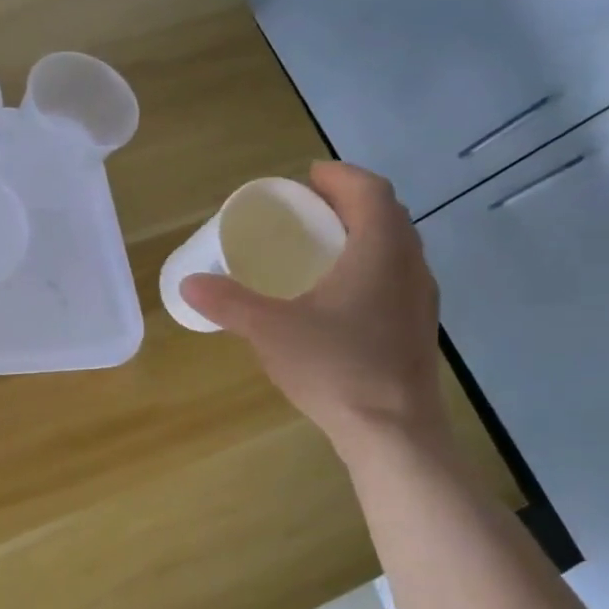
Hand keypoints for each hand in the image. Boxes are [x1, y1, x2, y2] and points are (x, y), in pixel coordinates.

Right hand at [180, 162, 449, 455]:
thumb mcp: (270, 330)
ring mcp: (419, 299)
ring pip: (395, 248)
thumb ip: (228, 303)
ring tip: (319, 247)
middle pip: (386, 215)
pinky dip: (367, 266)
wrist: (393, 432)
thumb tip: (188, 283)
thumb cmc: (335, 368)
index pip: (370, 191)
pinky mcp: (417, 328)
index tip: (306, 177)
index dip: (340, 176)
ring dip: (361, 235)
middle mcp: (409, 266)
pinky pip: (394, 277)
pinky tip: (337, 295)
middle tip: (306, 209)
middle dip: (347, 203)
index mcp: (380, 251)